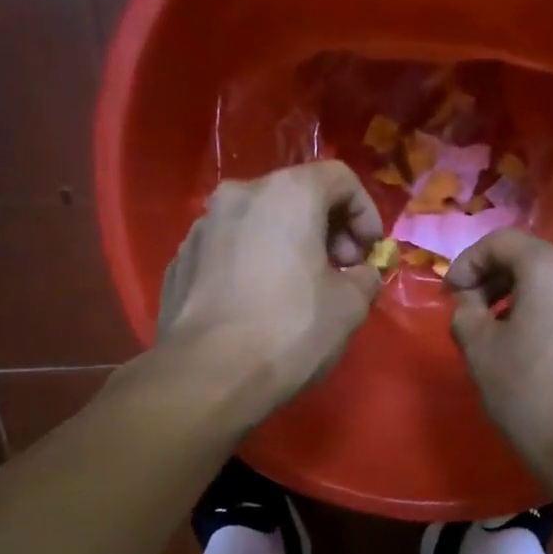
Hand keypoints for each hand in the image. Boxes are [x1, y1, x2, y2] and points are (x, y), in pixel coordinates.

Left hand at [157, 161, 383, 416]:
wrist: (208, 375)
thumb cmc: (290, 331)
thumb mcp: (350, 308)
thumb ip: (366, 278)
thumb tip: (362, 275)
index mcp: (287, 195)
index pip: (340, 178)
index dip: (366, 212)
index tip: (370, 253)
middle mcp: (239, 196)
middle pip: (296, 196)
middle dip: (328, 229)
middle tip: (341, 272)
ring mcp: (202, 228)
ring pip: (259, 223)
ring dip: (288, 246)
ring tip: (301, 291)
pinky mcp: (181, 261)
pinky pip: (230, 250)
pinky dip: (254, 264)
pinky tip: (260, 306)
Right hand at [445, 229, 552, 481]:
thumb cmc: (530, 394)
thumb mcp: (480, 351)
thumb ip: (465, 312)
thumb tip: (470, 301)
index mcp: (552, 267)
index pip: (501, 242)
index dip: (467, 263)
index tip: (449, 294)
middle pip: (532, 259)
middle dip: (495, 280)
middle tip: (471, 313)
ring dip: (522, 298)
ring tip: (501, 334)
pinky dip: (550, 315)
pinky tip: (536, 350)